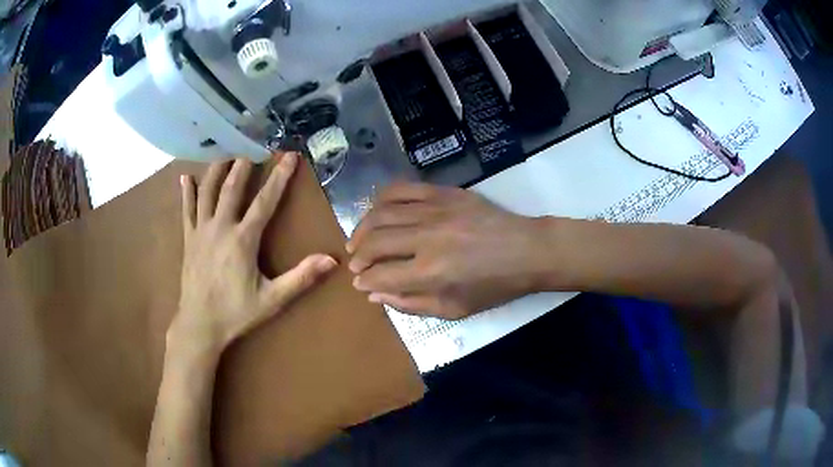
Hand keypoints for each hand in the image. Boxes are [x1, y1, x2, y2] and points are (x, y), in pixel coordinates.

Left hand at [172, 153, 336, 356]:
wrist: (199, 325)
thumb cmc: (236, 313)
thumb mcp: (272, 299)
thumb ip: (301, 278)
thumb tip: (331, 260)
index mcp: (243, 240)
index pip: (264, 201)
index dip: (279, 177)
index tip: (289, 156)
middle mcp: (221, 227)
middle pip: (232, 188)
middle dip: (244, 165)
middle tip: (253, 147)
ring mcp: (201, 231)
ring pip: (208, 192)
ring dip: (217, 171)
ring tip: (226, 154)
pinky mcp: (188, 239)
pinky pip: (187, 209)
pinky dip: (187, 192)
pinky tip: (186, 177)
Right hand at [346, 182, 546, 319]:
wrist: (526, 251)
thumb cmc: (494, 286)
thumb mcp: (455, 309)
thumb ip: (411, 304)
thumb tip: (376, 295)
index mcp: (431, 273)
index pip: (381, 275)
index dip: (364, 280)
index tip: (359, 282)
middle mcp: (427, 238)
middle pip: (375, 242)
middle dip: (358, 256)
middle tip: (356, 263)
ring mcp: (434, 210)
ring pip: (382, 213)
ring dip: (363, 228)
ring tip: (359, 240)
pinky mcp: (443, 193)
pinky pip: (402, 188)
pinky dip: (382, 199)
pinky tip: (378, 210)